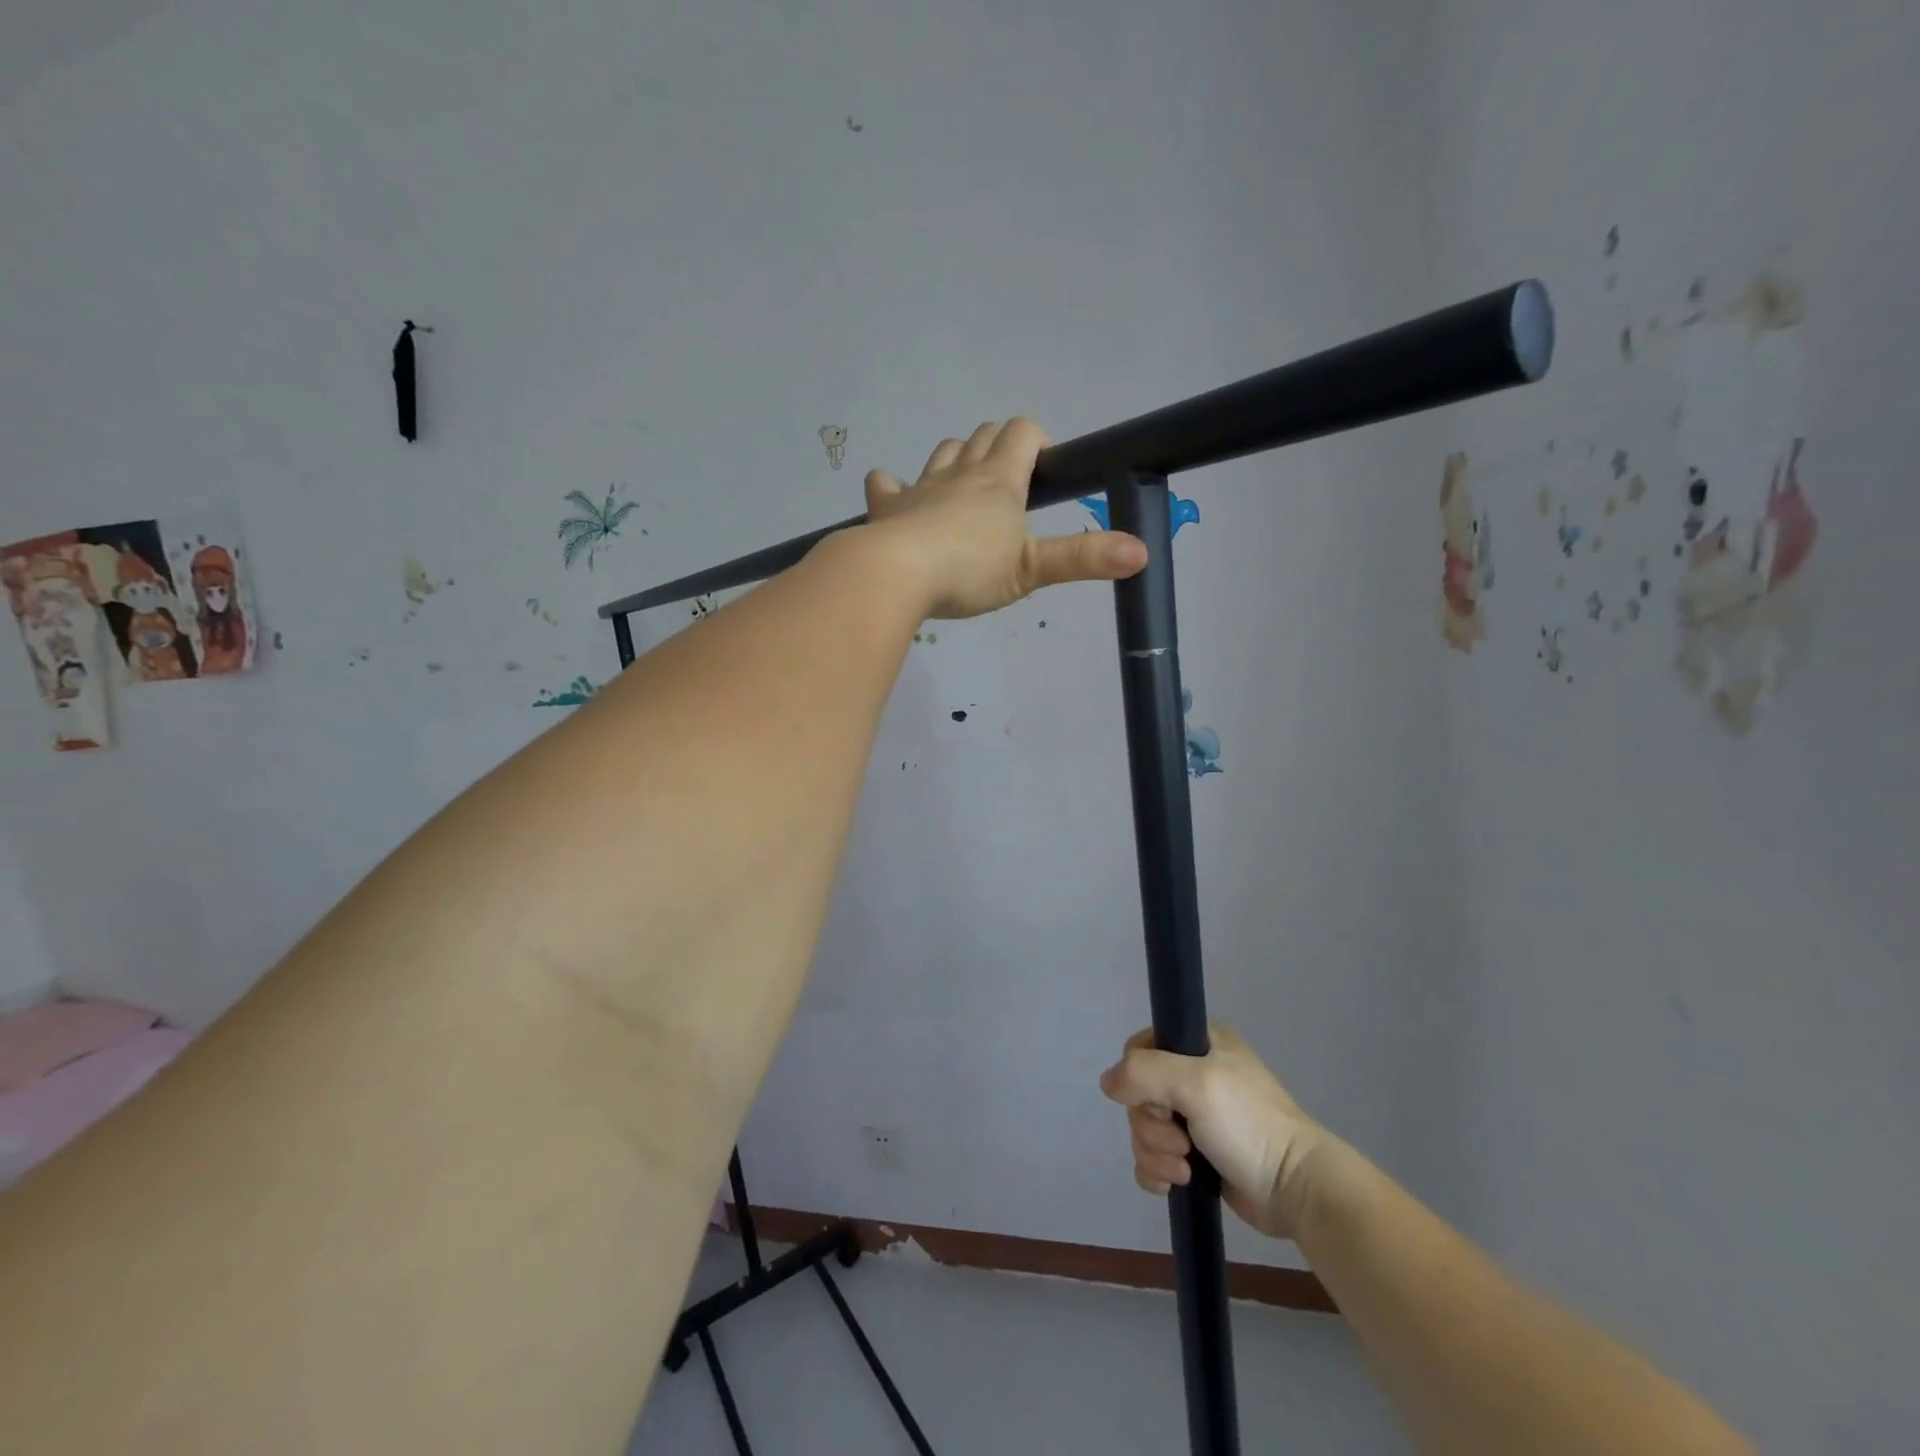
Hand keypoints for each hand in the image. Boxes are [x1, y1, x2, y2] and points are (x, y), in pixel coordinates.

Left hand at [862, 419, 1146, 619]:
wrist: (896, 575)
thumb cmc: (969, 570)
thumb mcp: (1032, 569)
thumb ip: (1083, 559)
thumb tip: (1142, 552)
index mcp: (998, 480)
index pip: (1023, 433)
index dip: (1038, 441)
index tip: (1046, 470)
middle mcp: (960, 473)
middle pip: (983, 435)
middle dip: (1001, 447)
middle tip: (1012, 485)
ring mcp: (920, 487)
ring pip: (943, 452)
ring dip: (957, 458)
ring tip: (966, 488)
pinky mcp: (887, 508)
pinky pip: (886, 484)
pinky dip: (893, 487)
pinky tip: (897, 497)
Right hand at [1099, 1023, 1331, 1239]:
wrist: (1296, 1189)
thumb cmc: (1248, 1124)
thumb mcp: (1195, 1083)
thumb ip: (1142, 1073)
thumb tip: (1107, 1084)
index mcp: (1198, 1043)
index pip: (1139, 1048)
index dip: (1139, 1077)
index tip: (1163, 1100)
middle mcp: (1193, 1074)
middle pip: (1137, 1094)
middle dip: (1151, 1126)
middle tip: (1182, 1141)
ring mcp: (1194, 1116)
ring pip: (1142, 1129)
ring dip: (1156, 1153)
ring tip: (1187, 1169)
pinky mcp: (1195, 1155)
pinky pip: (1152, 1158)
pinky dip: (1156, 1172)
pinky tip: (1176, 1185)